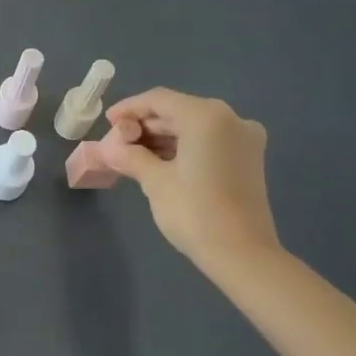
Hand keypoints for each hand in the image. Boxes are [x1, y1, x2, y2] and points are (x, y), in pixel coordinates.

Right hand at [101, 88, 287, 289]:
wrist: (243, 255)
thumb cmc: (195, 212)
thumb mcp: (155, 181)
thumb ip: (130, 156)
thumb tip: (108, 148)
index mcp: (206, 116)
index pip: (159, 100)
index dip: (129, 108)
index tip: (108, 123)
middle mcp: (230, 118)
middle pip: (178, 111)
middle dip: (145, 125)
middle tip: (118, 142)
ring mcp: (244, 139)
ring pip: (193, 126)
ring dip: (163, 137)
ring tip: (133, 154)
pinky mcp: (248, 159)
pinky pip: (208, 141)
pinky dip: (183, 147)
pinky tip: (160, 161)